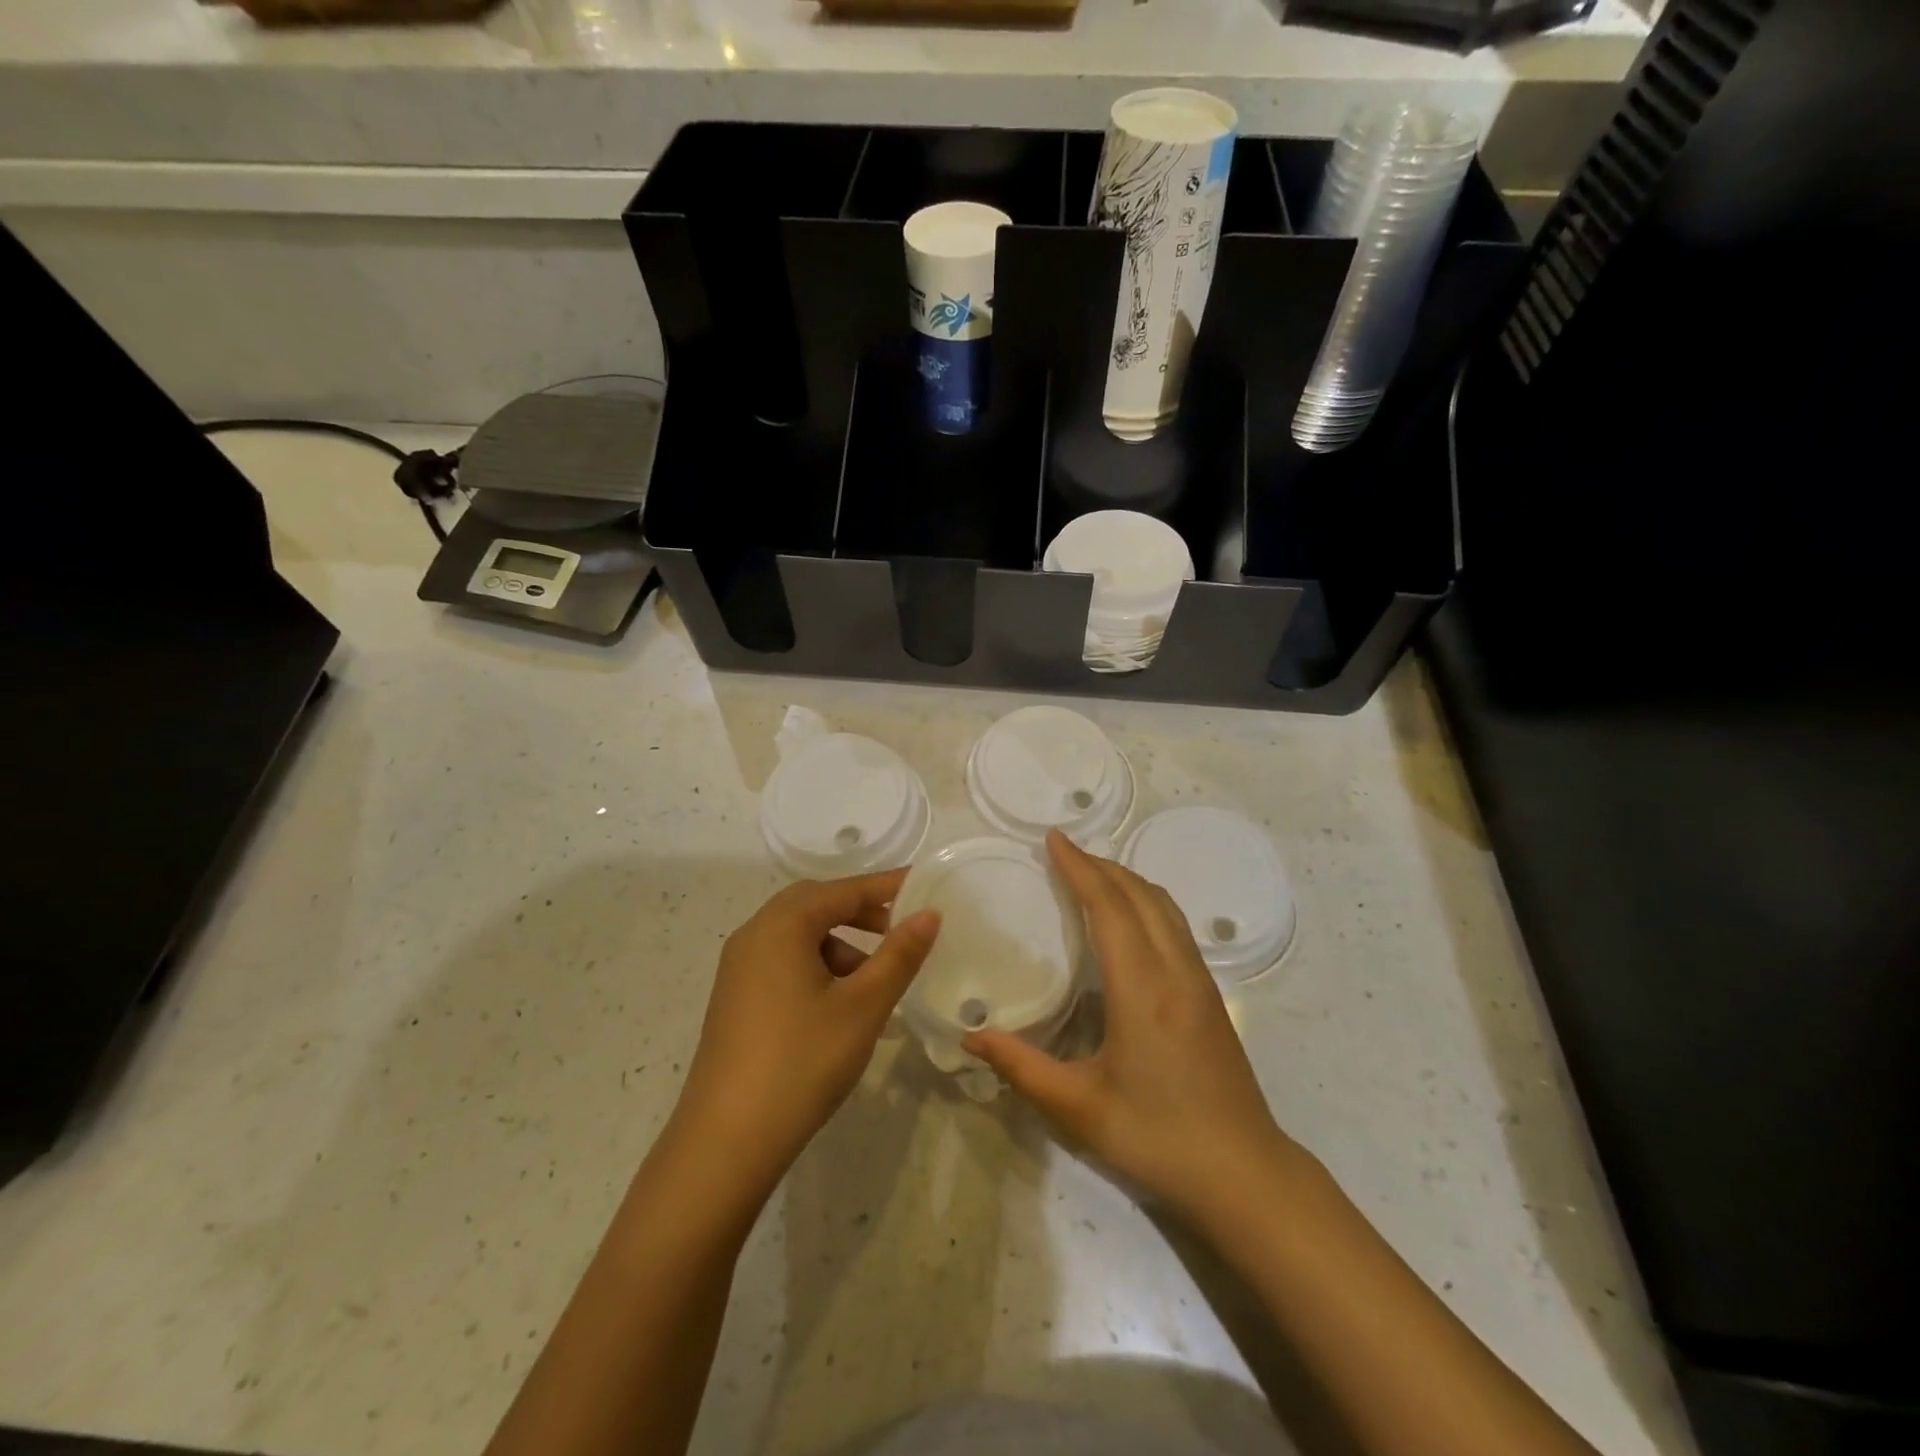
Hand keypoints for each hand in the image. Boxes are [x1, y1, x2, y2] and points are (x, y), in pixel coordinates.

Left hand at [671, 872, 939, 1195]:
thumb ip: (898, 955)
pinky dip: (819, 970)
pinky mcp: (737, 1000)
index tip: (925, 886)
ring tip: (877, 983)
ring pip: (800, 938)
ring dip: (842, 946)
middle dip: (862, 913)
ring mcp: (739, 970)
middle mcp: (754, 936)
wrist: (726, 1143)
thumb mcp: (862, 1007)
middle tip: (902, 930)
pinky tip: (844, 1009)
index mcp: (781, 926)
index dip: (886, 887)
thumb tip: (928, 914)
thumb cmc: (801, 1063)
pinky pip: (785, 964)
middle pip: (816, 906)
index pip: (842, 890)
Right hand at [963, 831, 1295, 1222]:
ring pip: (1164, 906)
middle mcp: (1175, 971)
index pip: (1110, 907)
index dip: (1080, 868)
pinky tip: (1129, 920)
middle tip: (1063, 851)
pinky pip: (1176, 926)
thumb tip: (970, 1038)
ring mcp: (1199, 981)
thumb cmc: (1158, 1137)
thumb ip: (1021, 1068)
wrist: (1245, 1173)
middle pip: (1140, 895)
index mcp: (1142, 988)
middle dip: (1101, 865)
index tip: (1054, 839)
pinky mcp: (1211, 995)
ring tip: (1092, 874)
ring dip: (1127, 880)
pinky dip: (1146, 902)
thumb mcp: (1078, 1108)